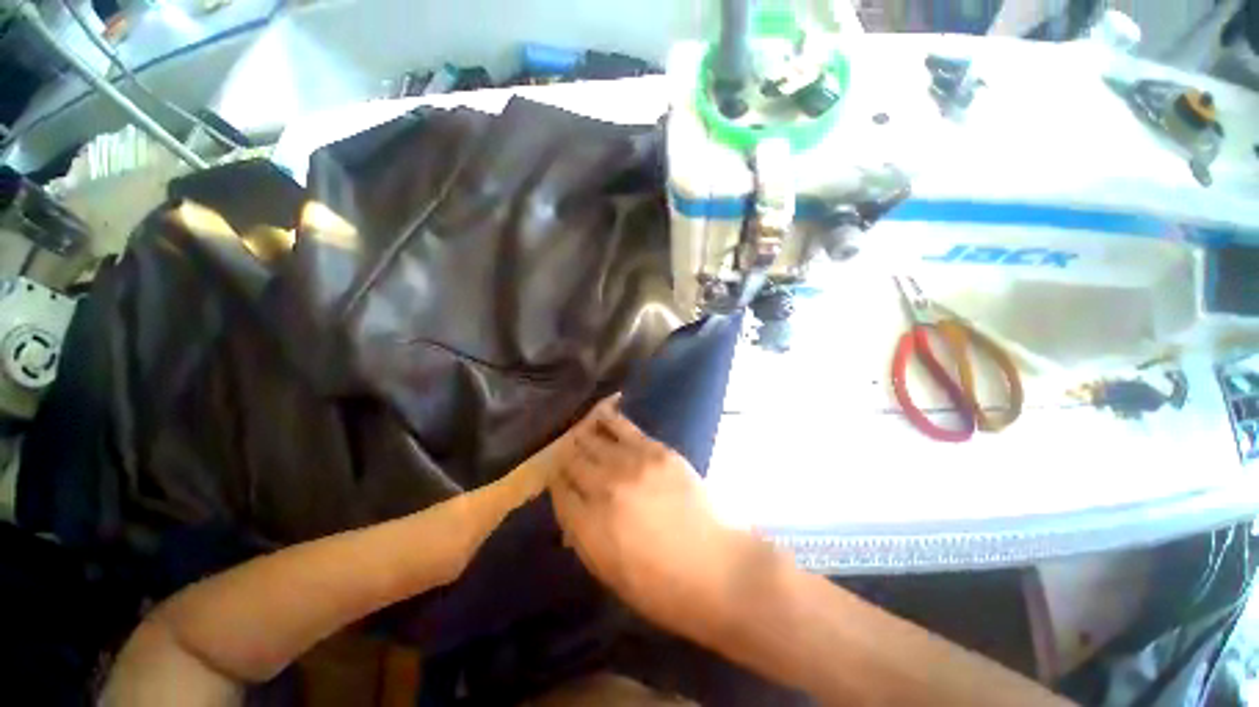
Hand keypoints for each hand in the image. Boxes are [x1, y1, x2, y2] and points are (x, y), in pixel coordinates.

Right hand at [550, 396, 759, 641]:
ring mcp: (631, 465)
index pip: (560, 491)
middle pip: (573, 461)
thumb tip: (574, 507)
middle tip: (566, 452)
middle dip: (566, 456)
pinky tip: (601, 412)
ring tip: (579, 430)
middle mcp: (603, 489)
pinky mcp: (655, 450)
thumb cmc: (663, 586)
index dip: (556, 482)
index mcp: (588, 526)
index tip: (558, 477)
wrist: (718, 568)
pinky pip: (623, 427)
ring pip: (594, 440)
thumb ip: (585, 535)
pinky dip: (608, 419)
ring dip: (583, 436)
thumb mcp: (610, 573)